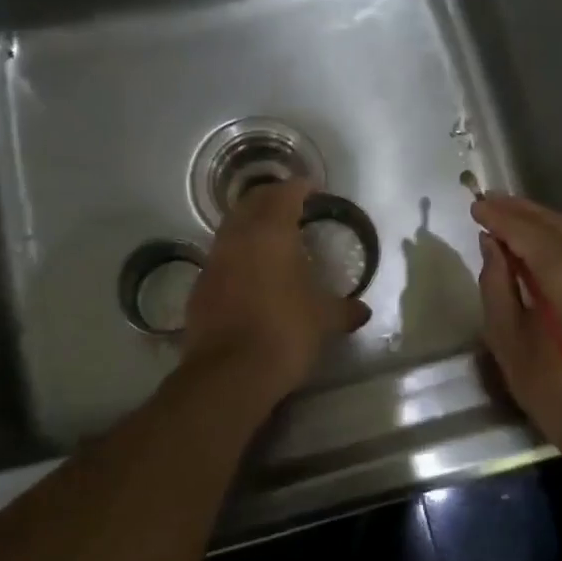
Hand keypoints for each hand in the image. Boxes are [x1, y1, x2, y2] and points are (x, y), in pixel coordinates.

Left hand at [183, 179, 370, 403]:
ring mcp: (214, 261)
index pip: (285, 194)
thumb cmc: (285, 332)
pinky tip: (250, 271)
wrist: (229, 373)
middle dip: (271, 198)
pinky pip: (221, 256)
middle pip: (252, 203)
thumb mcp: (324, 320)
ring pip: (231, 227)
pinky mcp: (200, 286)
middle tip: (291, 205)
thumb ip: (344, 310)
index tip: (313, 189)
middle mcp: (238, 237)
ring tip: (270, 236)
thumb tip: (362, 311)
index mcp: (271, 232)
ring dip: (250, 224)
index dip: (300, 187)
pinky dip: (237, 253)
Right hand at [472, 193, 561, 447]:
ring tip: (502, 216)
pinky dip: (554, 237)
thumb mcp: (508, 339)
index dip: (496, 215)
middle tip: (484, 202)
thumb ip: (496, 283)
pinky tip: (532, 243)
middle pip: (549, 221)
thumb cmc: (556, 390)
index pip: (523, 228)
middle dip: (515, 210)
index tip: (472, 204)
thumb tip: (492, 244)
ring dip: (535, 221)